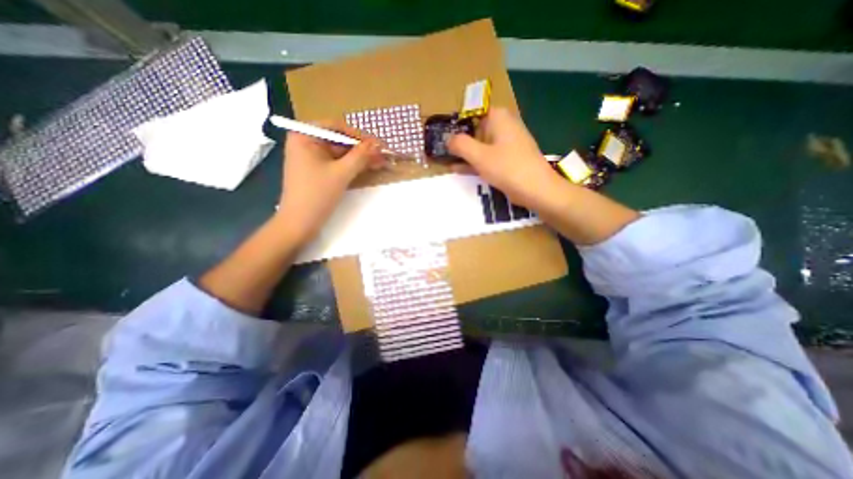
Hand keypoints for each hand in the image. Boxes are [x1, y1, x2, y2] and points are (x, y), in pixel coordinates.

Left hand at [278, 122, 384, 245]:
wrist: (299, 223)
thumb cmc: (317, 195)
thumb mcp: (341, 173)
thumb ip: (360, 156)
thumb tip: (378, 143)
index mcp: (304, 136)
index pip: (337, 127)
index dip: (359, 136)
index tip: (378, 145)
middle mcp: (305, 142)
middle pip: (339, 140)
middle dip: (361, 149)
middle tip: (382, 156)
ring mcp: (310, 157)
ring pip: (340, 153)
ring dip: (359, 158)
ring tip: (379, 163)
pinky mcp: (315, 170)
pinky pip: (336, 163)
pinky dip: (351, 166)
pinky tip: (366, 168)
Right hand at [450, 108, 563, 208]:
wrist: (536, 189)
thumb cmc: (507, 168)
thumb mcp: (479, 155)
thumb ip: (460, 145)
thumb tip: (447, 139)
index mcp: (498, 117)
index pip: (472, 112)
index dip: (456, 122)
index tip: (442, 134)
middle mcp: (503, 126)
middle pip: (475, 129)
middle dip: (458, 140)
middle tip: (439, 150)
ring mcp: (506, 143)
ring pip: (480, 145)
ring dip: (464, 153)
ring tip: (445, 160)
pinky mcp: (507, 159)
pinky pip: (487, 157)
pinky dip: (474, 162)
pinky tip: (459, 169)